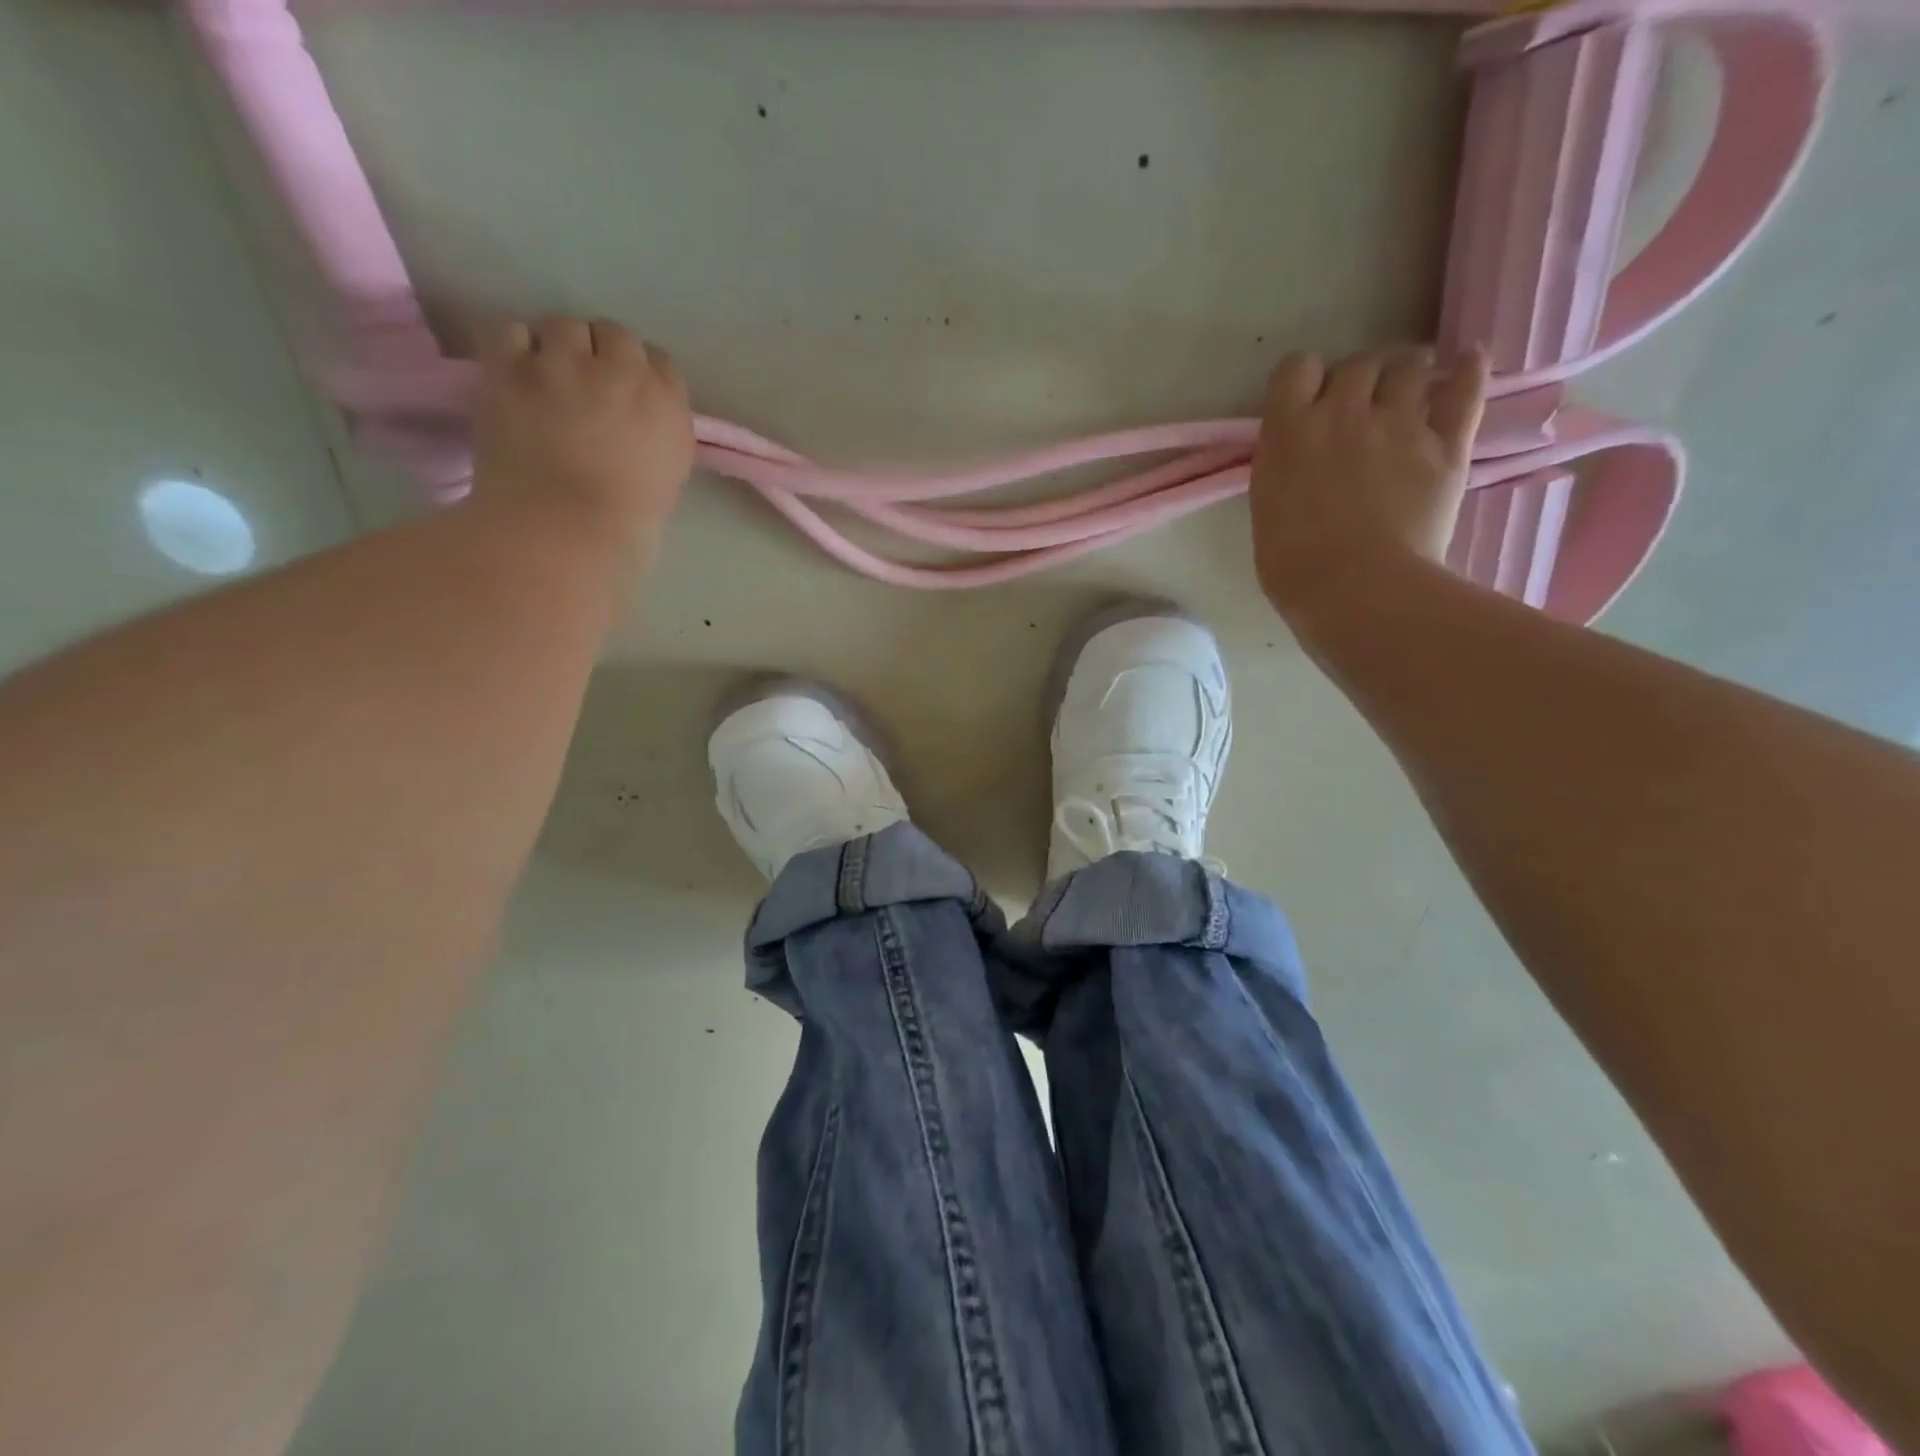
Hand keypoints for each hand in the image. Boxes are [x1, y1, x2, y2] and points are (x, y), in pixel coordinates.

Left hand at [473, 317, 695, 554]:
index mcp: (667, 404)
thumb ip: (659, 432)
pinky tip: (517, 377)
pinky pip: (513, 333)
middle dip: (603, 354)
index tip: (629, 397)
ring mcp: (563, 364)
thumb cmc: (627, 521)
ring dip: (559, 347)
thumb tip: (639, 417)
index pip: (660, 363)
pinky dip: (517, 350)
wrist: (565, 529)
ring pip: (564, 326)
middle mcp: (621, 371)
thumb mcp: (668, 474)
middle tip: (588, 385)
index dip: (641, 376)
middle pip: (614, 334)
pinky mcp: (511, 368)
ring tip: (549, 377)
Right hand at [1249, 347, 1487, 627]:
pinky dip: (1470, 370)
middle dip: (1358, 381)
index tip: (1307, 403)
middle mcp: (1343, 412)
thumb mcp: (1267, 508)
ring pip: (1410, 365)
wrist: (1357, 591)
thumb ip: (1284, 468)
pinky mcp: (1446, 443)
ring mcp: (1400, 423)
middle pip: (1358, 364)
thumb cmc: (1293, 566)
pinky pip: (1466, 388)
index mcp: (1289, 431)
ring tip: (1407, 398)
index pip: (1296, 368)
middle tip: (1359, 410)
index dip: (1304, 381)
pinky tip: (1470, 363)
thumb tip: (1301, 455)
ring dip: (1405, 376)